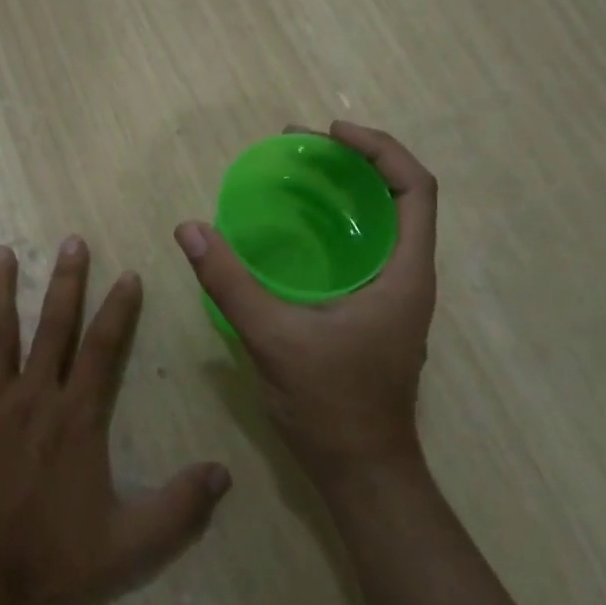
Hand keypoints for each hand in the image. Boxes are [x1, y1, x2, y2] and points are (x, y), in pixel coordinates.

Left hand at [0, 237, 232, 604]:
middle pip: (52, 326)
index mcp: (75, 418)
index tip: (128, 275)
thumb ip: (178, 509)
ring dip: (0, 289)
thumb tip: (224, 474)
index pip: (103, 349)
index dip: (118, 310)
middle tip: (72, 242)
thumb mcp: (126, 545)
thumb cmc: (47, 559)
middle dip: (66, 281)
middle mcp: (32, 396)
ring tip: (3, 253)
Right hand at [173, 121, 438, 493]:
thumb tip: (189, 229)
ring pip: (378, 228)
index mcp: (405, 274)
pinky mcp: (372, 315)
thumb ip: (230, 282)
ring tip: (292, 181)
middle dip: (352, 164)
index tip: (329, 134)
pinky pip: (358, 255)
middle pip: (396, 199)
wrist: (361, 471)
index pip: (415, 188)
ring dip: (342, 197)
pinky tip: (290, 238)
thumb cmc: (331, 405)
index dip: (378, 149)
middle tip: (298, 151)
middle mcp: (408, 278)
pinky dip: (330, 231)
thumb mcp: (274, 338)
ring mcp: (392, 299)